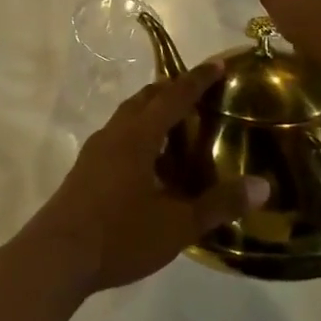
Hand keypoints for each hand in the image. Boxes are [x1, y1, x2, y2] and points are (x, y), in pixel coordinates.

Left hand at [12, 64, 269, 294]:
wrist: (57, 256)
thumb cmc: (119, 235)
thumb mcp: (177, 225)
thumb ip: (219, 204)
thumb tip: (263, 185)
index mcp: (137, 138)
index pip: (172, 98)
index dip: (196, 80)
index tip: (217, 65)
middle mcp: (113, 135)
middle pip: (144, 100)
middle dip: (171, 90)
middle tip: (199, 93)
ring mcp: (94, 152)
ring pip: (126, 118)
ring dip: (151, 112)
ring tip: (177, 124)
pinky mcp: (84, 170)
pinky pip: (116, 137)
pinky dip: (137, 134)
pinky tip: (148, 161)